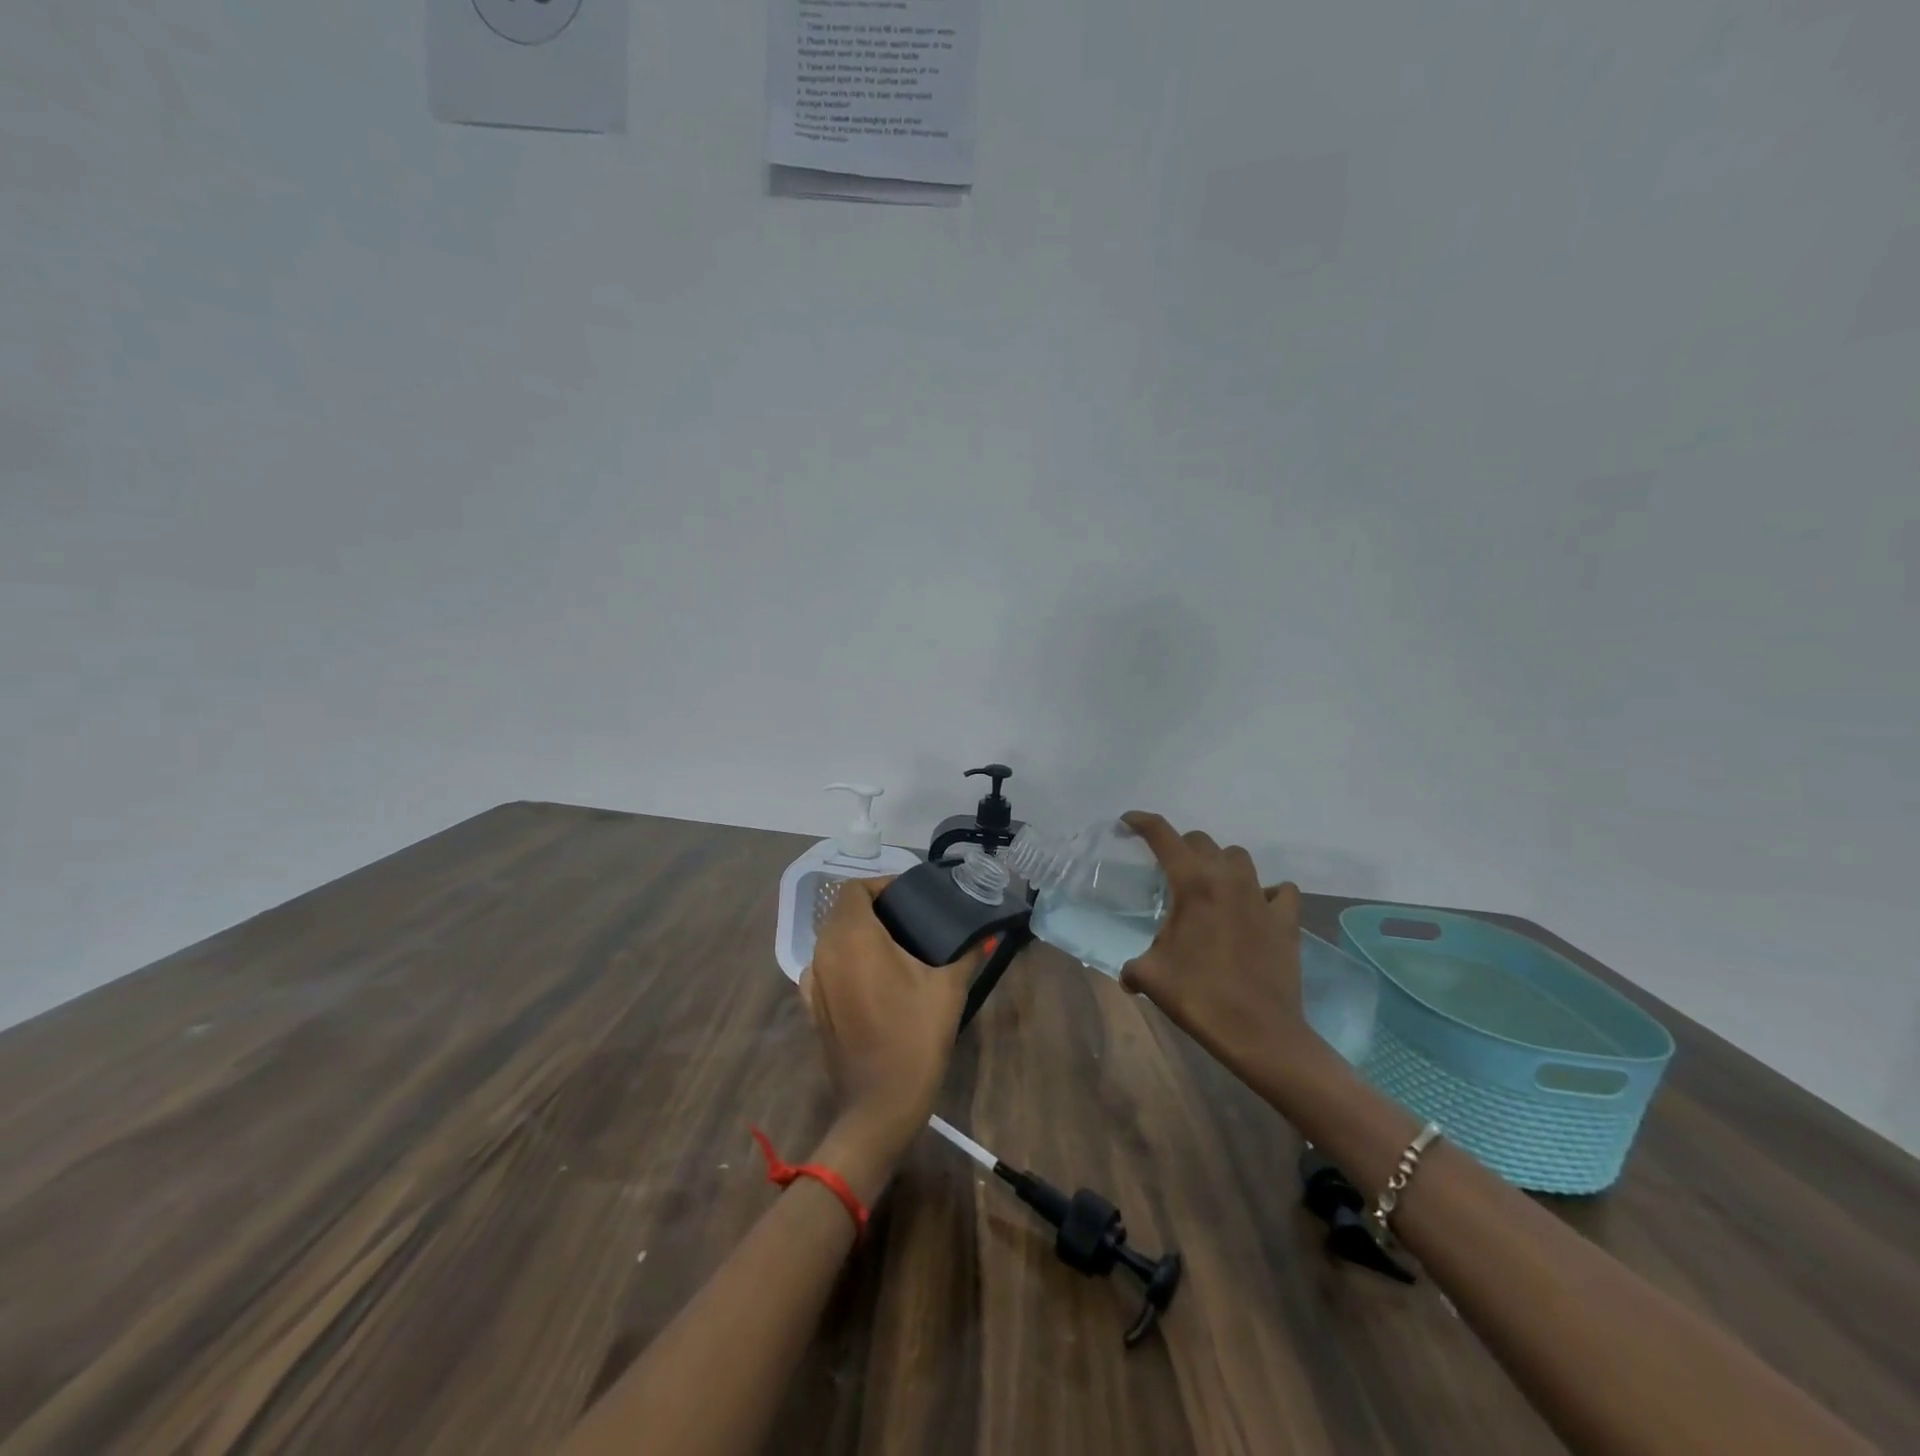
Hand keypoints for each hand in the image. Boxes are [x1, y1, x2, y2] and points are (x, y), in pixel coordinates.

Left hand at [799, 877, 982, 1191]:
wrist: (880, 1105)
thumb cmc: (915, 1039)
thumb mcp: (949, 989)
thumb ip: (967, 952)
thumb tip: (985, 932)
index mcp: (853, 938)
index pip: (855, 889)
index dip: (881, 884)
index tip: (911, 895)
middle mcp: (825, 952)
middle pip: (842, 911)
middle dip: (873, 907)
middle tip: (910, 918)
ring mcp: (813, 981)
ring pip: (831, 938)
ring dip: (858, 933)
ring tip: (895, 946)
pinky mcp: (811, 1006)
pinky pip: (824, 966)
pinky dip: (844, 959)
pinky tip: (871, 976)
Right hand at [1119, 812, 1312, 1075]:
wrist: (1260, 1032)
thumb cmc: (1199, 997)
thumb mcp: (1151, 977)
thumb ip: (1133, 967)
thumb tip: (1127, 975)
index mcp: (1192, 885)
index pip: (1163, 836)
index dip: (1142, 823)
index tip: (1128, 822)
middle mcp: (1228, 880)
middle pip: (1201, 842)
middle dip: (1180, 847)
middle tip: (1168, 868)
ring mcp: (1261, 897)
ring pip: (1238, 858)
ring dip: (1220, 863)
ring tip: (1210, 885)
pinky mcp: (1286, 919)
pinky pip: (1279, 890)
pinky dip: (1265, 892)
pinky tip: (1255, 907)